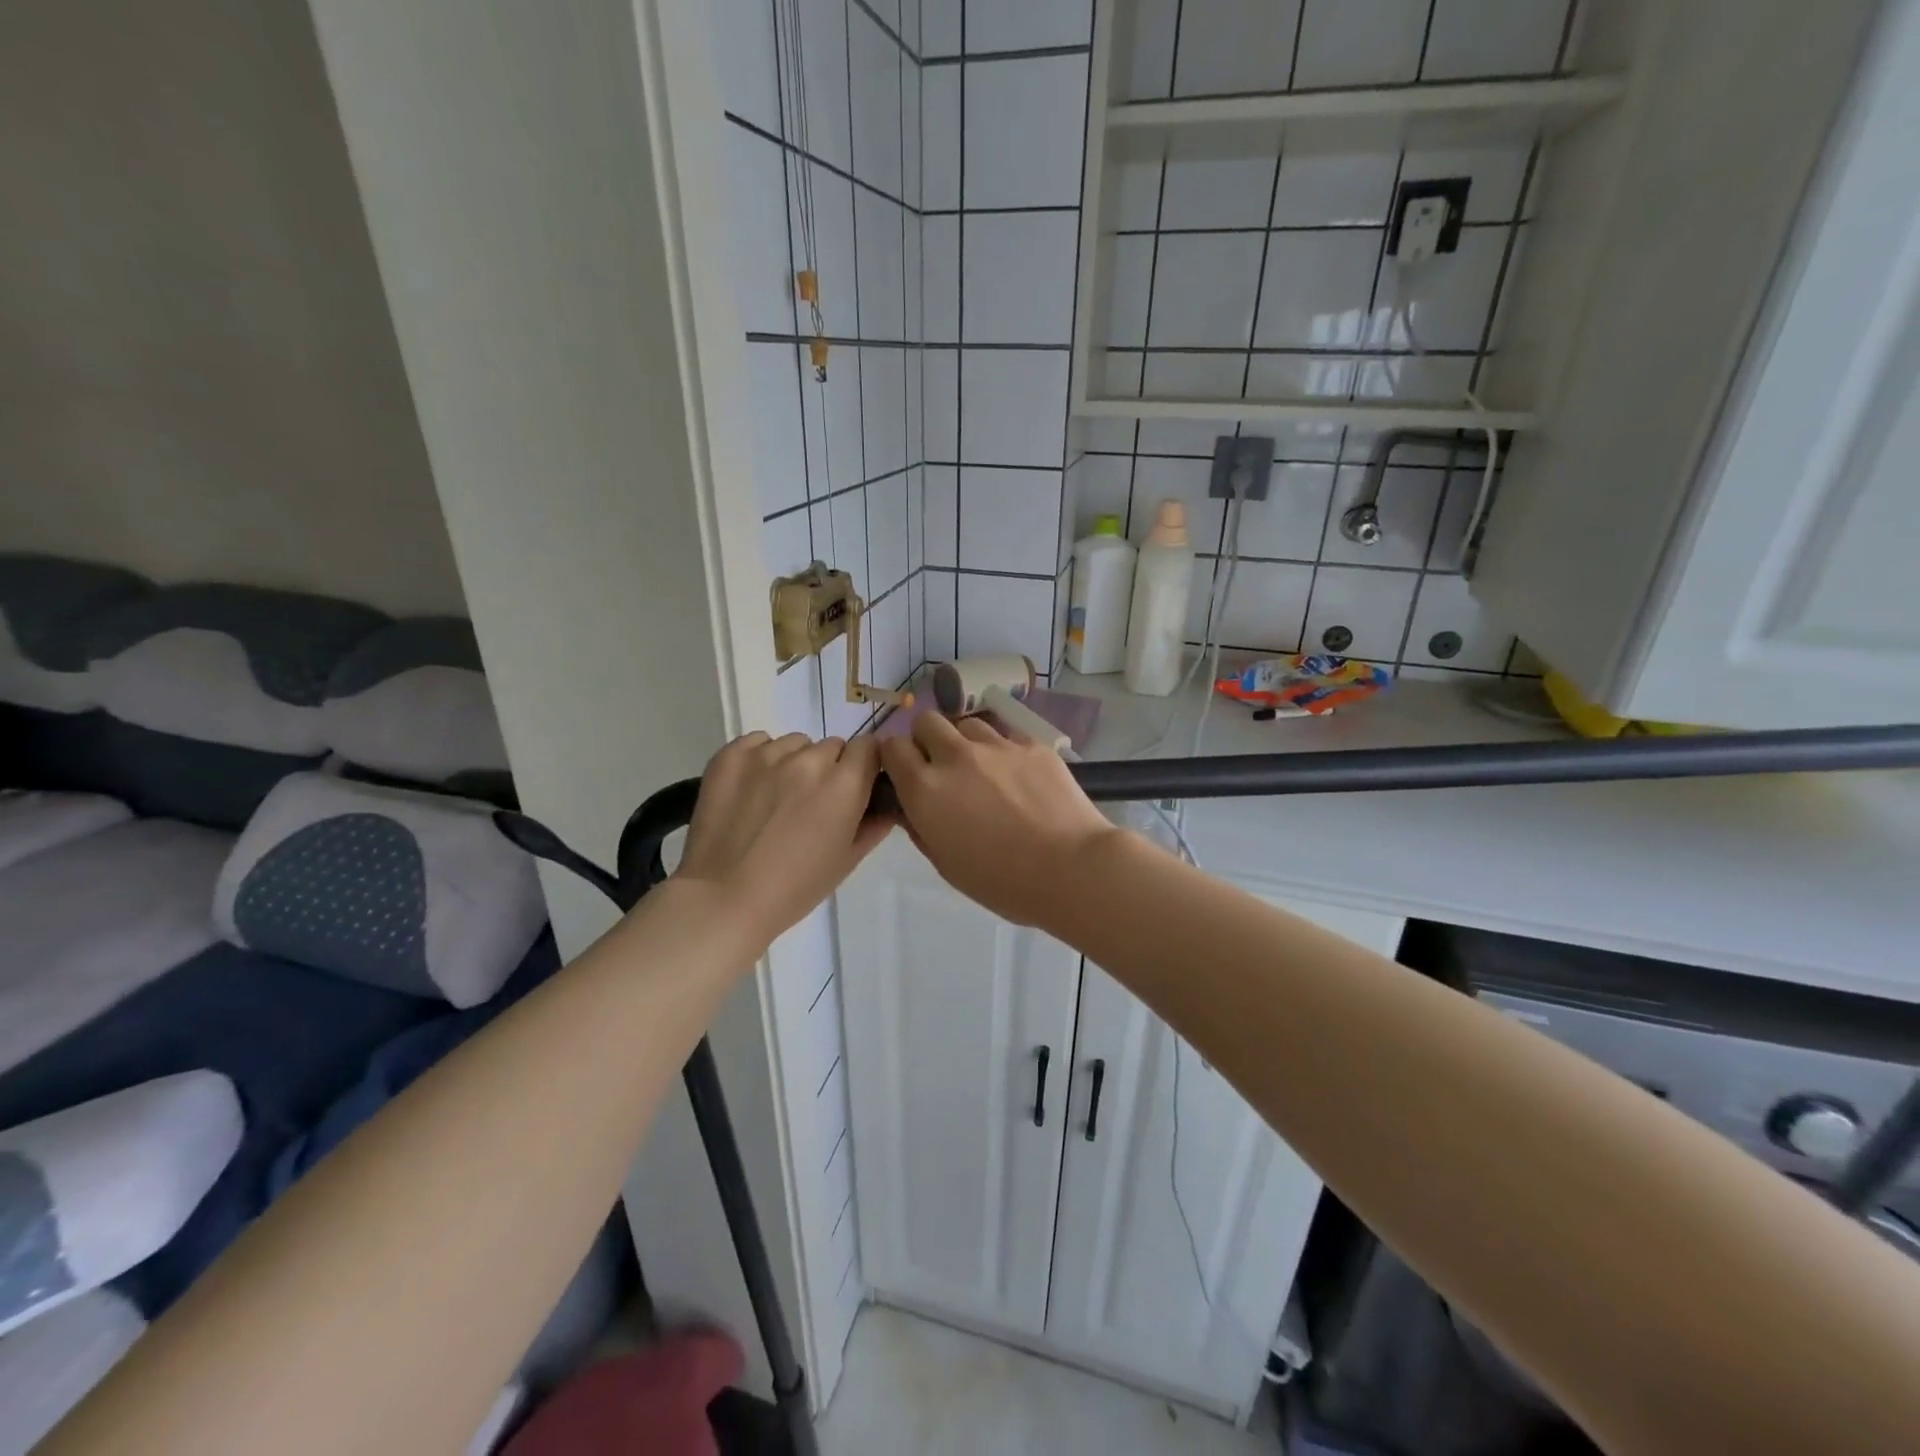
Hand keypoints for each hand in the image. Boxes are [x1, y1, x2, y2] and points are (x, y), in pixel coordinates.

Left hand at [676, 732, 890, 945]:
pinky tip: (751, 789)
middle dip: (830, 768)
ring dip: (795, 762)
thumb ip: (873, 826)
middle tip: (812, 803)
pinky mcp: (731, 755)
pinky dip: (761, 758)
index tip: (855, 785)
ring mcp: (767, 754)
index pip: (869, 747)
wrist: (723, 899)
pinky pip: (758, 742)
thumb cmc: (794, 888)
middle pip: (832, 746)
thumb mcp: (846, 861)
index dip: (865, 765)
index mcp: (845, 784)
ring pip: (795, 743)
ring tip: (777, 798)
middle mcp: (809, 759)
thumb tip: (887, 805)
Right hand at [878, 714, 1121, 928]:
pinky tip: (1019, 777)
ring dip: (966, 742)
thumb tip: (911, 807)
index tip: (906, 773)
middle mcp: (956, 757)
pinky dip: (1003, 751)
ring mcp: (997, 746)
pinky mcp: (1032, 744)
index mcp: (926, 789)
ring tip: (984, 771)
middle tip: (942, 767)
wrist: (1072, 869)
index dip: (896, 758)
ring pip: (968, 724)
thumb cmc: (1003, 882)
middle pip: (927, 721)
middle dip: (927, 739)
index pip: (892, 747)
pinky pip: (1007, 736)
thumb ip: (921, 827)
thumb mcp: (947, 865)